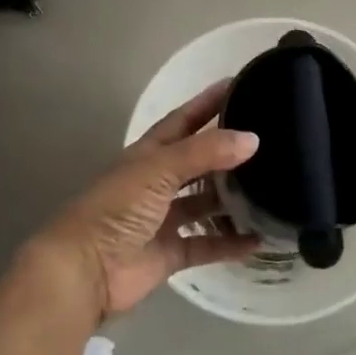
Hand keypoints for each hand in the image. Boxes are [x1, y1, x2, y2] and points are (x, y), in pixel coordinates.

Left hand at [32, 79, 262, 318]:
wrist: (85, 270)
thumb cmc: (117, 208)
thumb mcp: (160, 169)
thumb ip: (205, 152)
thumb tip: (252, 138)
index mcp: (149, 154)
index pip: (183, 120)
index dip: (207, 102)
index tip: (238, 85)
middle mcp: (157, 182)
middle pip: (198, 161)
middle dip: (226, 150)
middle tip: (266, 139)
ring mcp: (163, 218)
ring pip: (204, 203)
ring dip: (231, 198)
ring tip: (270, 187)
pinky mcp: (170, 253)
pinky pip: (206, 244)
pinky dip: (229, 243)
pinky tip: (258, 239)